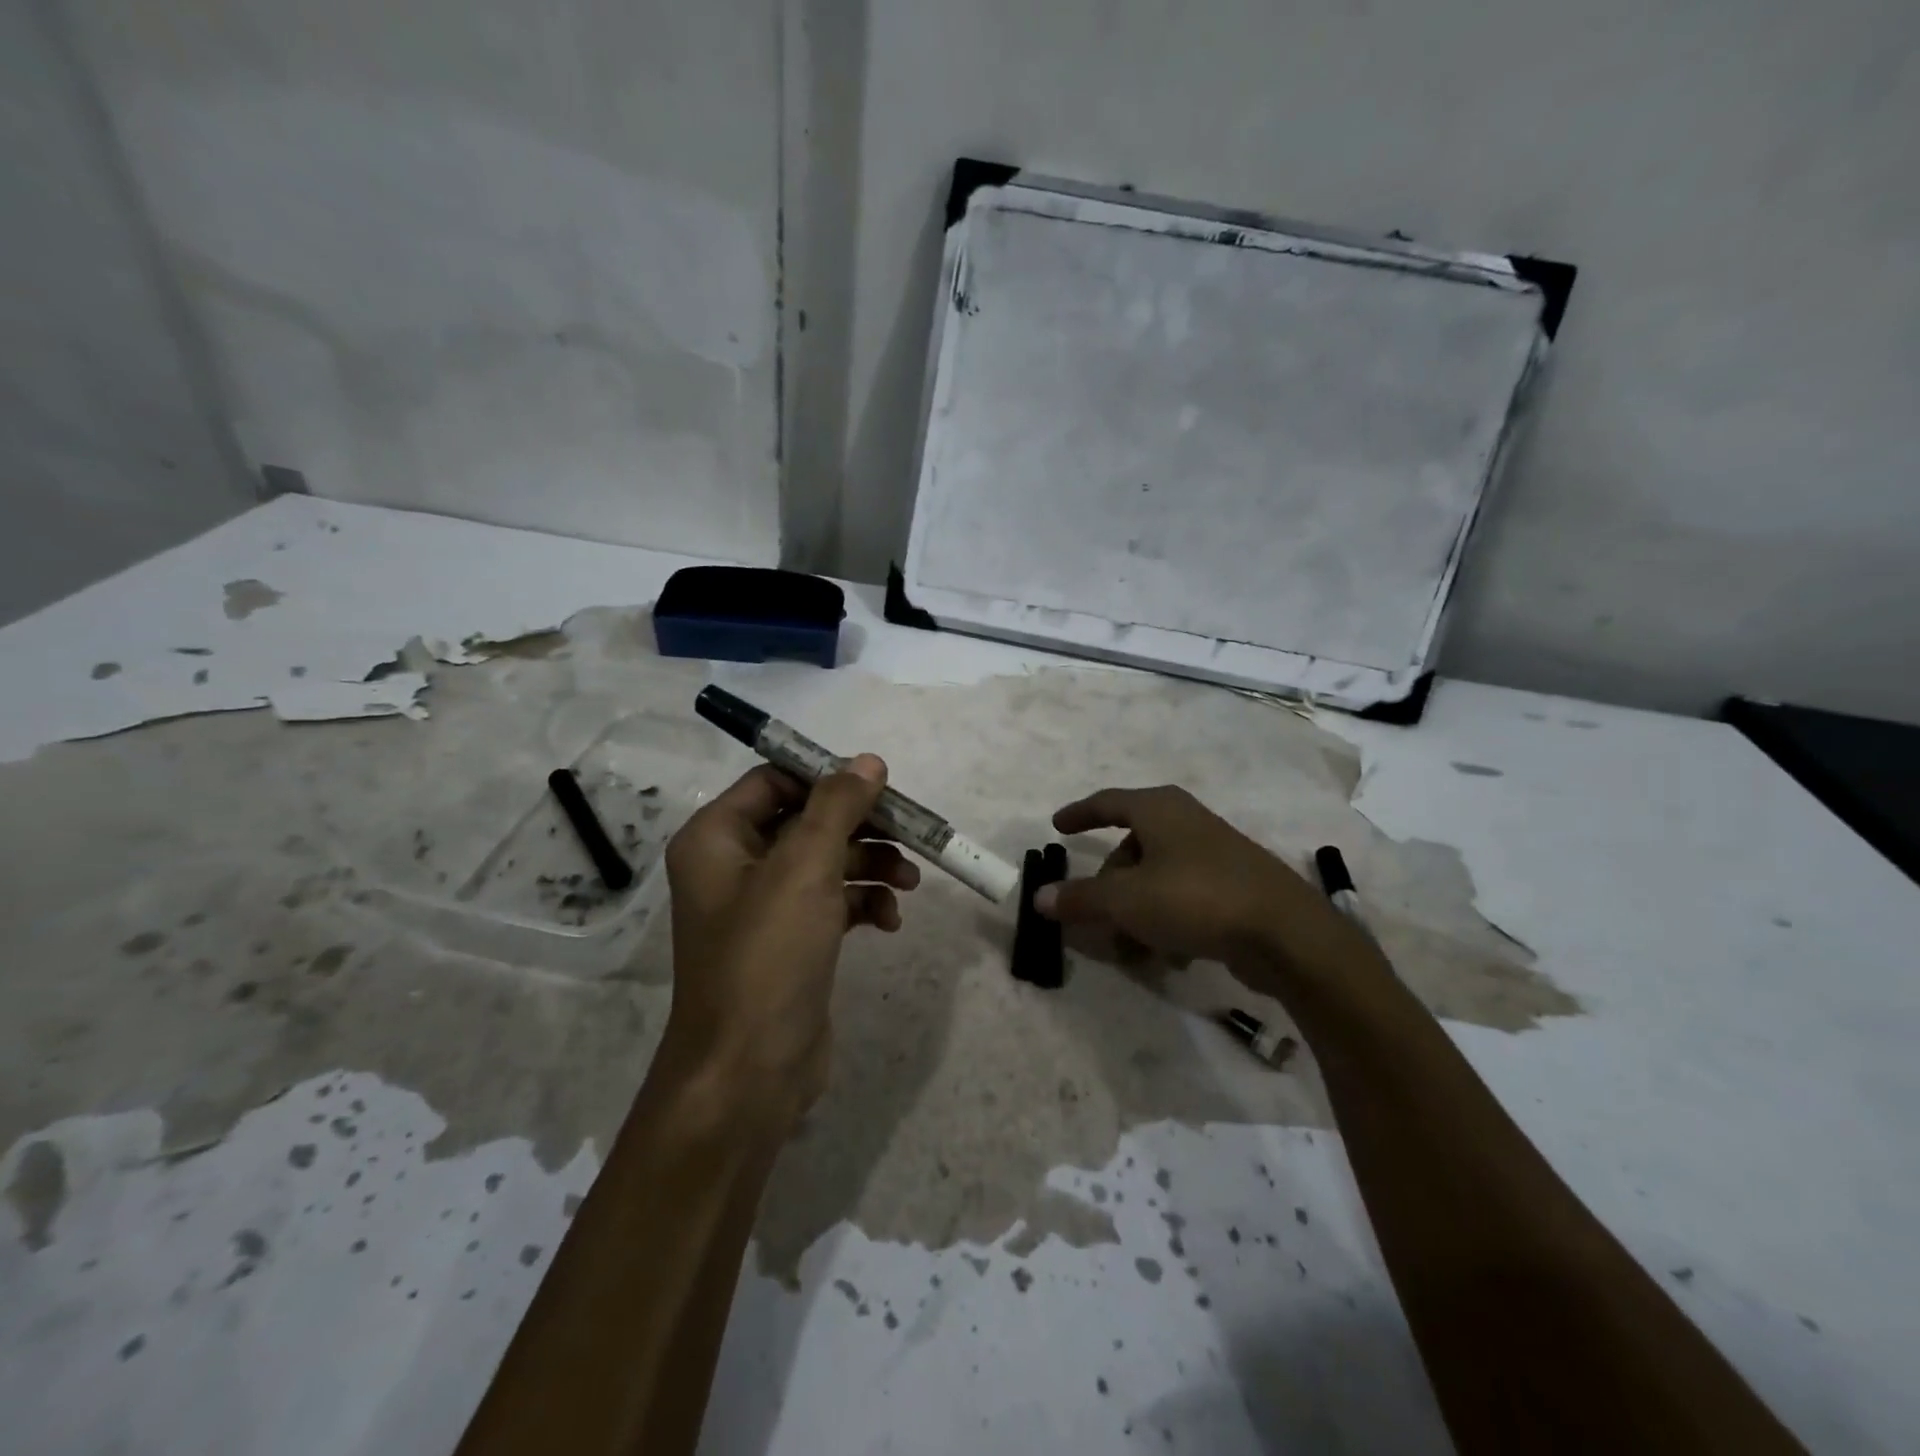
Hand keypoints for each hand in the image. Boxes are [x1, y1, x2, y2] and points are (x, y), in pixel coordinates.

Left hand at [658, 755, 919, 1131]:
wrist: (749, 1071)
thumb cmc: (768, 956)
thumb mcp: (805, 868)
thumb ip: (837, 806)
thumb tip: (868, 761)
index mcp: (717, 838)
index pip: (775, 781)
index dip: (826, 779)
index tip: (879, 787)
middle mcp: (733, 865)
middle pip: (807, 821)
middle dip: (861, 826)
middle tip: (910, 832)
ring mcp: (763, 907)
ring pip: (826, 862)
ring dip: (870, 864)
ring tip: (910, 880)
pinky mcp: (790, 941)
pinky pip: (831, 902)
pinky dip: (863, 902)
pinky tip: (890, 920)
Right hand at [1036, 785, 1373, 992]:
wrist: (1285, 933)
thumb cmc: (1194, 898)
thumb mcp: (1126, 900)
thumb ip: (1080, 898)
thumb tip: (1040, 897)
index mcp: (1159, 809)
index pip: (1108, 802)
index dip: (1079, 814)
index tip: (1056, 827)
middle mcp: (1186, 823)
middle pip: (1130, 851)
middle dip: (1108, 889)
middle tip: (1094, 921)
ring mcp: (1214, 854)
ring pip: (1155, 880)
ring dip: (1135, 914)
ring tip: (1131, 951)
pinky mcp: (1234, 887)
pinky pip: (1183, 899)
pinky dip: (1166, 922)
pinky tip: (1170, 956)